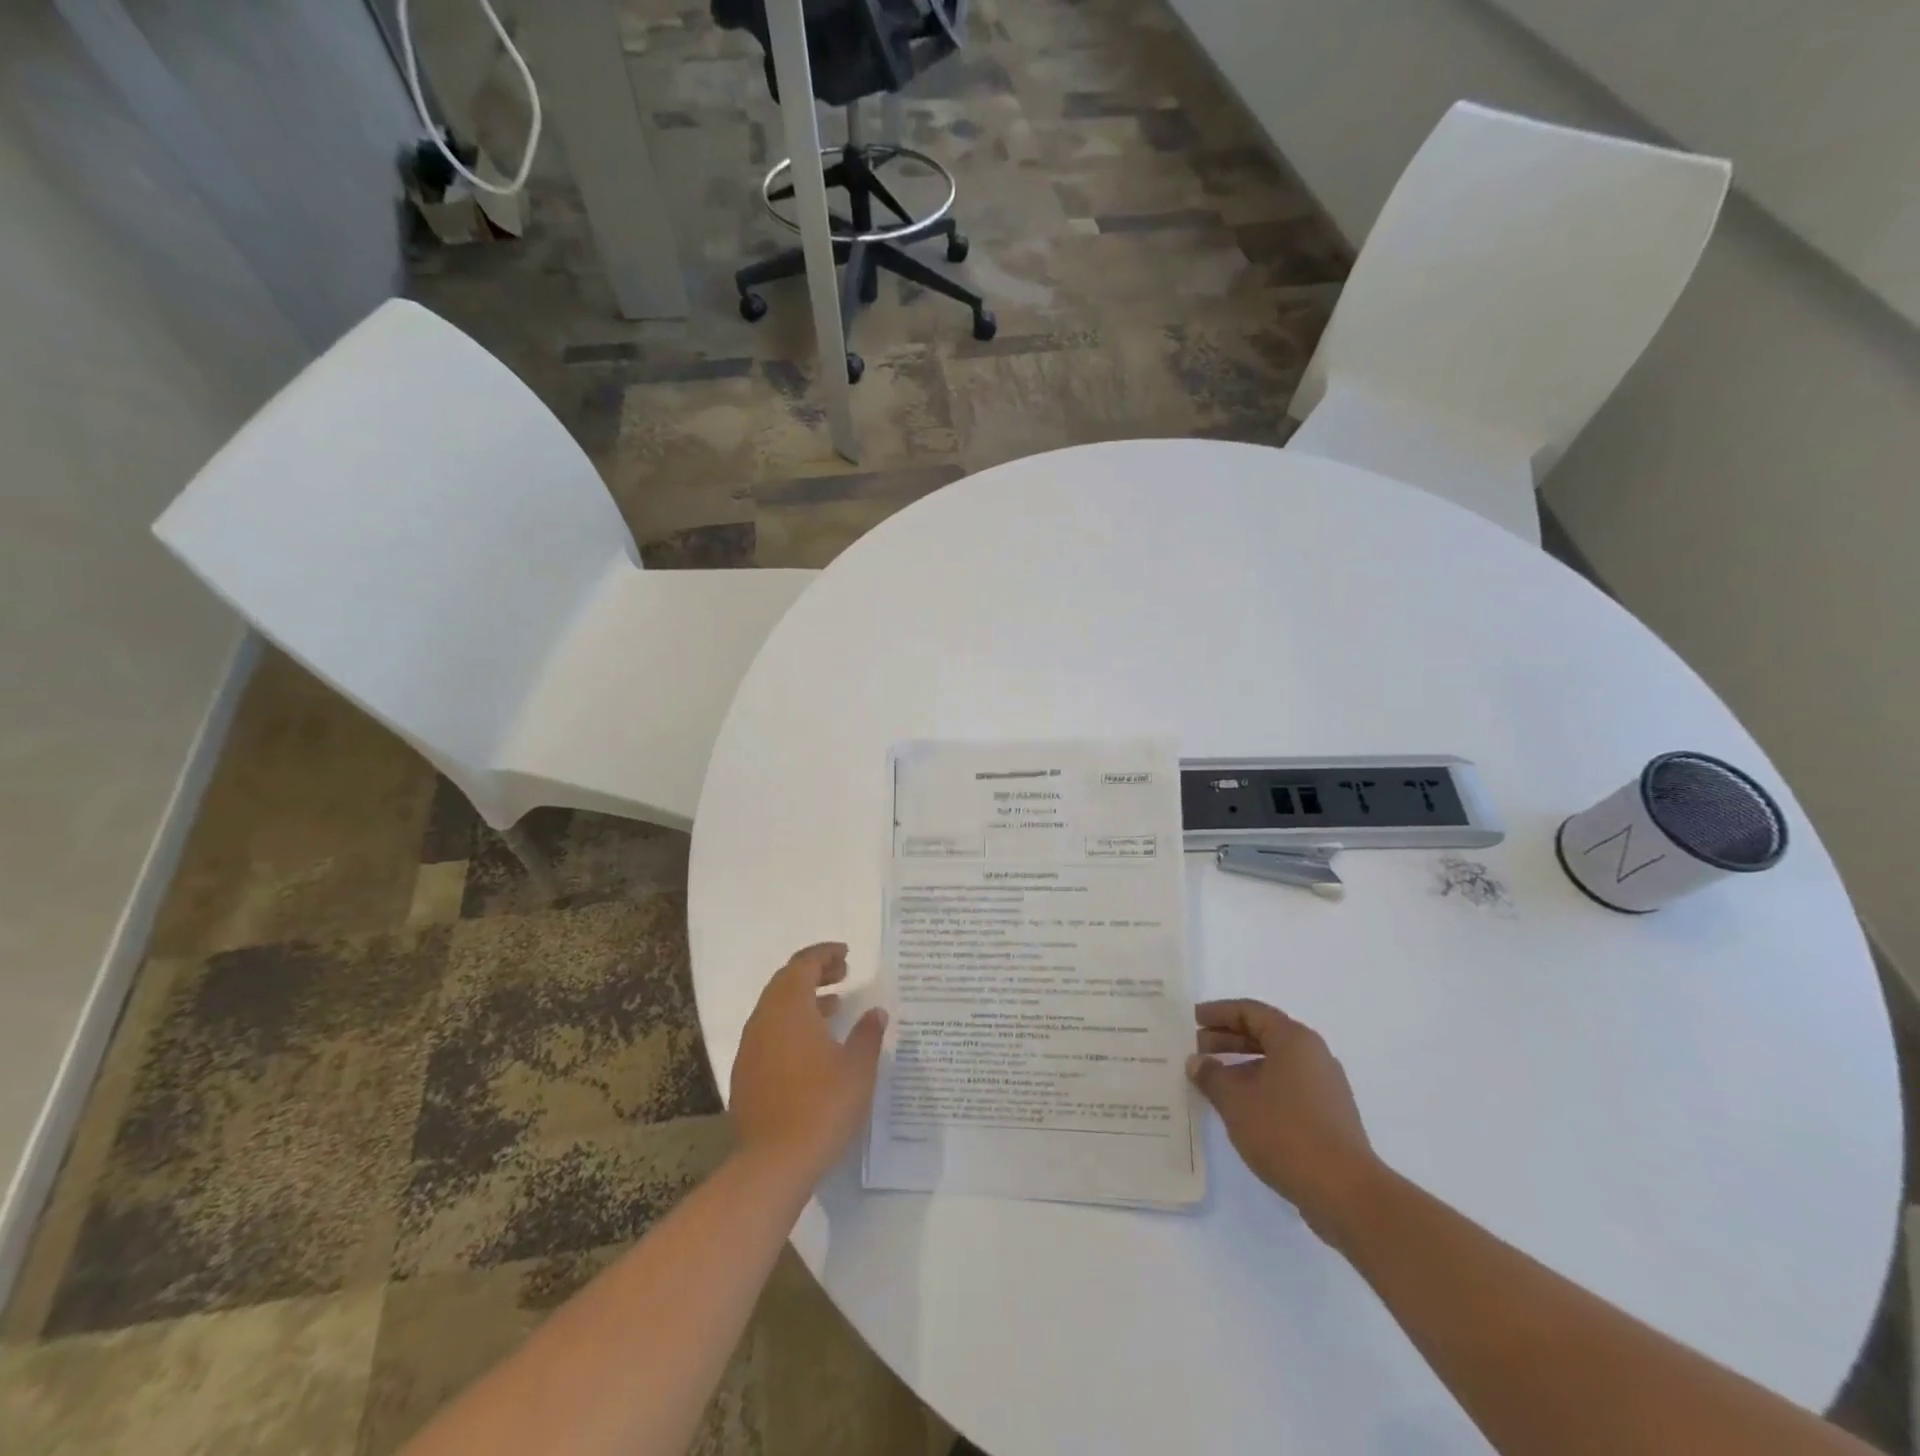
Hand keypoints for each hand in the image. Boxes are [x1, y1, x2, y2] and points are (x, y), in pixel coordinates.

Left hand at [731, 943, 887, 1184]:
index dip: (824, 954)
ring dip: (803, 1000)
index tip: (846, 955)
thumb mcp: (858, 1068)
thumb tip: (876, 1013)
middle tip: (843, 975)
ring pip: (775, 1009)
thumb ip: (867, 1034)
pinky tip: (813, 1047)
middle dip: (814, 973)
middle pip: (785, 981)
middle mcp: (764, 1020)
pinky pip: (769, 1034)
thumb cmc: (822, 1105)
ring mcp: (750, 1048)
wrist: (774, 1163)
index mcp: (789, 1008)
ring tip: (834, 1008)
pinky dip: (791, 1026)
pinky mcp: (745, 1075)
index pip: (803, 964)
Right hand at [1188, 999, 1383, 1243]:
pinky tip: (1241, 1106)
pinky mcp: (1329, 1115)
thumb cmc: (1285, 1132)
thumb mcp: (1236, 1100)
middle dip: (1228, 1038)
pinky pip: (1287, 1085)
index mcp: (1294, 1040)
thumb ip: (1211, 1075)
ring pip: (1276, 1062)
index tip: (1194, 1019)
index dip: (1219, 1012)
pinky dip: (1260, 1085)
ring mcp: (1326, 1086)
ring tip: (1214, 1079)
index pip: (1251, 1011)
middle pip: (1265, 1034)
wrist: (1345, 1192)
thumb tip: (1197, 1062)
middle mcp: (1314, 1055)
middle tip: (1198, 1048)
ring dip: (1242, 1064)